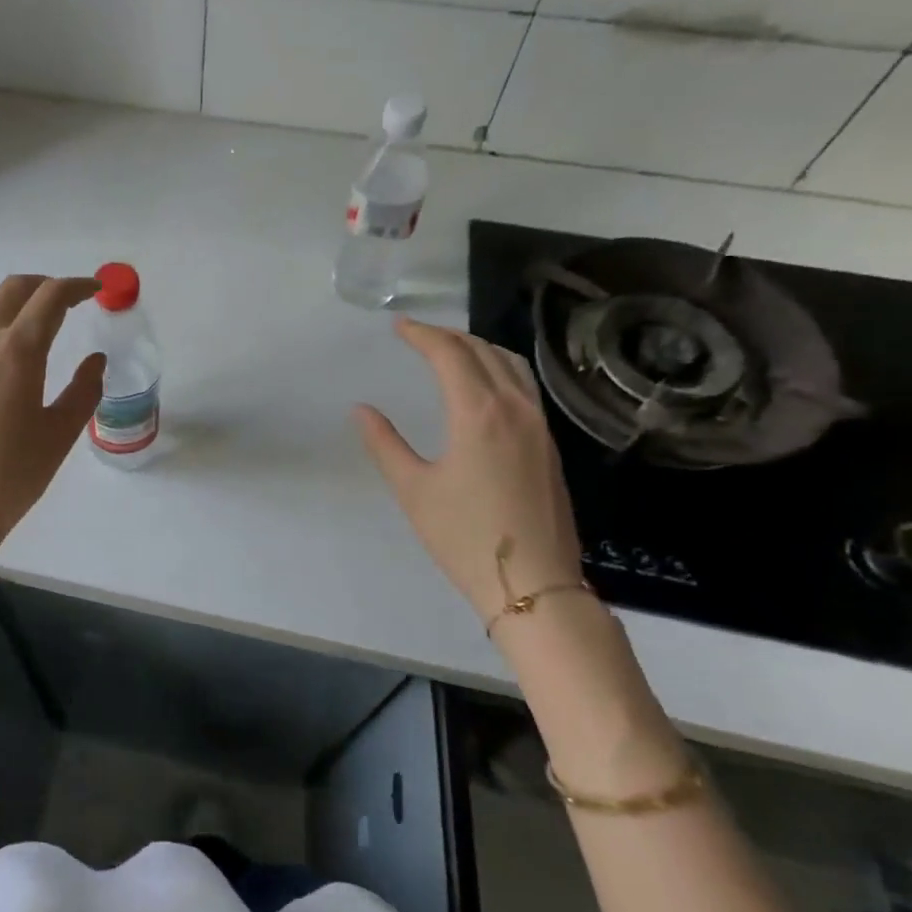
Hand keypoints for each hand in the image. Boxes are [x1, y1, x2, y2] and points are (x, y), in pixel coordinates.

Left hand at [0, 275, 105, 594]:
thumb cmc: (9, 477)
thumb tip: (95, 360)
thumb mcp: (59, 434)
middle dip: (46, 286)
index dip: (77, 286)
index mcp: (16, 350)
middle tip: (69, 303)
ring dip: (14, 299)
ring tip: (33, 321)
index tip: (95, 291)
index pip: (51, 296)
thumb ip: (84, 390)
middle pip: (14, 287)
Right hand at [356, 318, 583, 616]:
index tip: (397, 327)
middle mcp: (515, 408)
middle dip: (448, 336)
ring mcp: (538, 426)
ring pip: (511, 366)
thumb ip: (385, 444)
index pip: (450, 355)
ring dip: (478, 348)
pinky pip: (524, 387)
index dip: (421, 335)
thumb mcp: (413, 490)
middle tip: (417, 335)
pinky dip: (499, 369)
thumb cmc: (464, 536)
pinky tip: (484, 386)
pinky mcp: (548, 446)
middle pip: (483, 351)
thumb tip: (362, 410)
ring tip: (450, 350)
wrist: (533, 584)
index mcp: (479, 413)